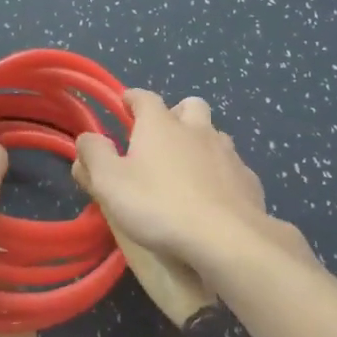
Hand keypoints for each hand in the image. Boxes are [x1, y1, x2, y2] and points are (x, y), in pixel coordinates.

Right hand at [74, 92, 315, 275]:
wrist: (226, 238)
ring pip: (215, 134)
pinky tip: (213, 195)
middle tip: (162, 135)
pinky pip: (233, 166)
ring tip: (188, 167)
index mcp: (160, 125)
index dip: (133, 98)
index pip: (144, 98)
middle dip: (176, 113)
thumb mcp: (109, 182)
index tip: (125, 104)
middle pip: (190, 105)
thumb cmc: (158, 205)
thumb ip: (94, 155)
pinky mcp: (249, 180)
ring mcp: (228, 154)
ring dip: (200, 142)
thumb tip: (87, 137)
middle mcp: (197, 130)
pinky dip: (221, 173)